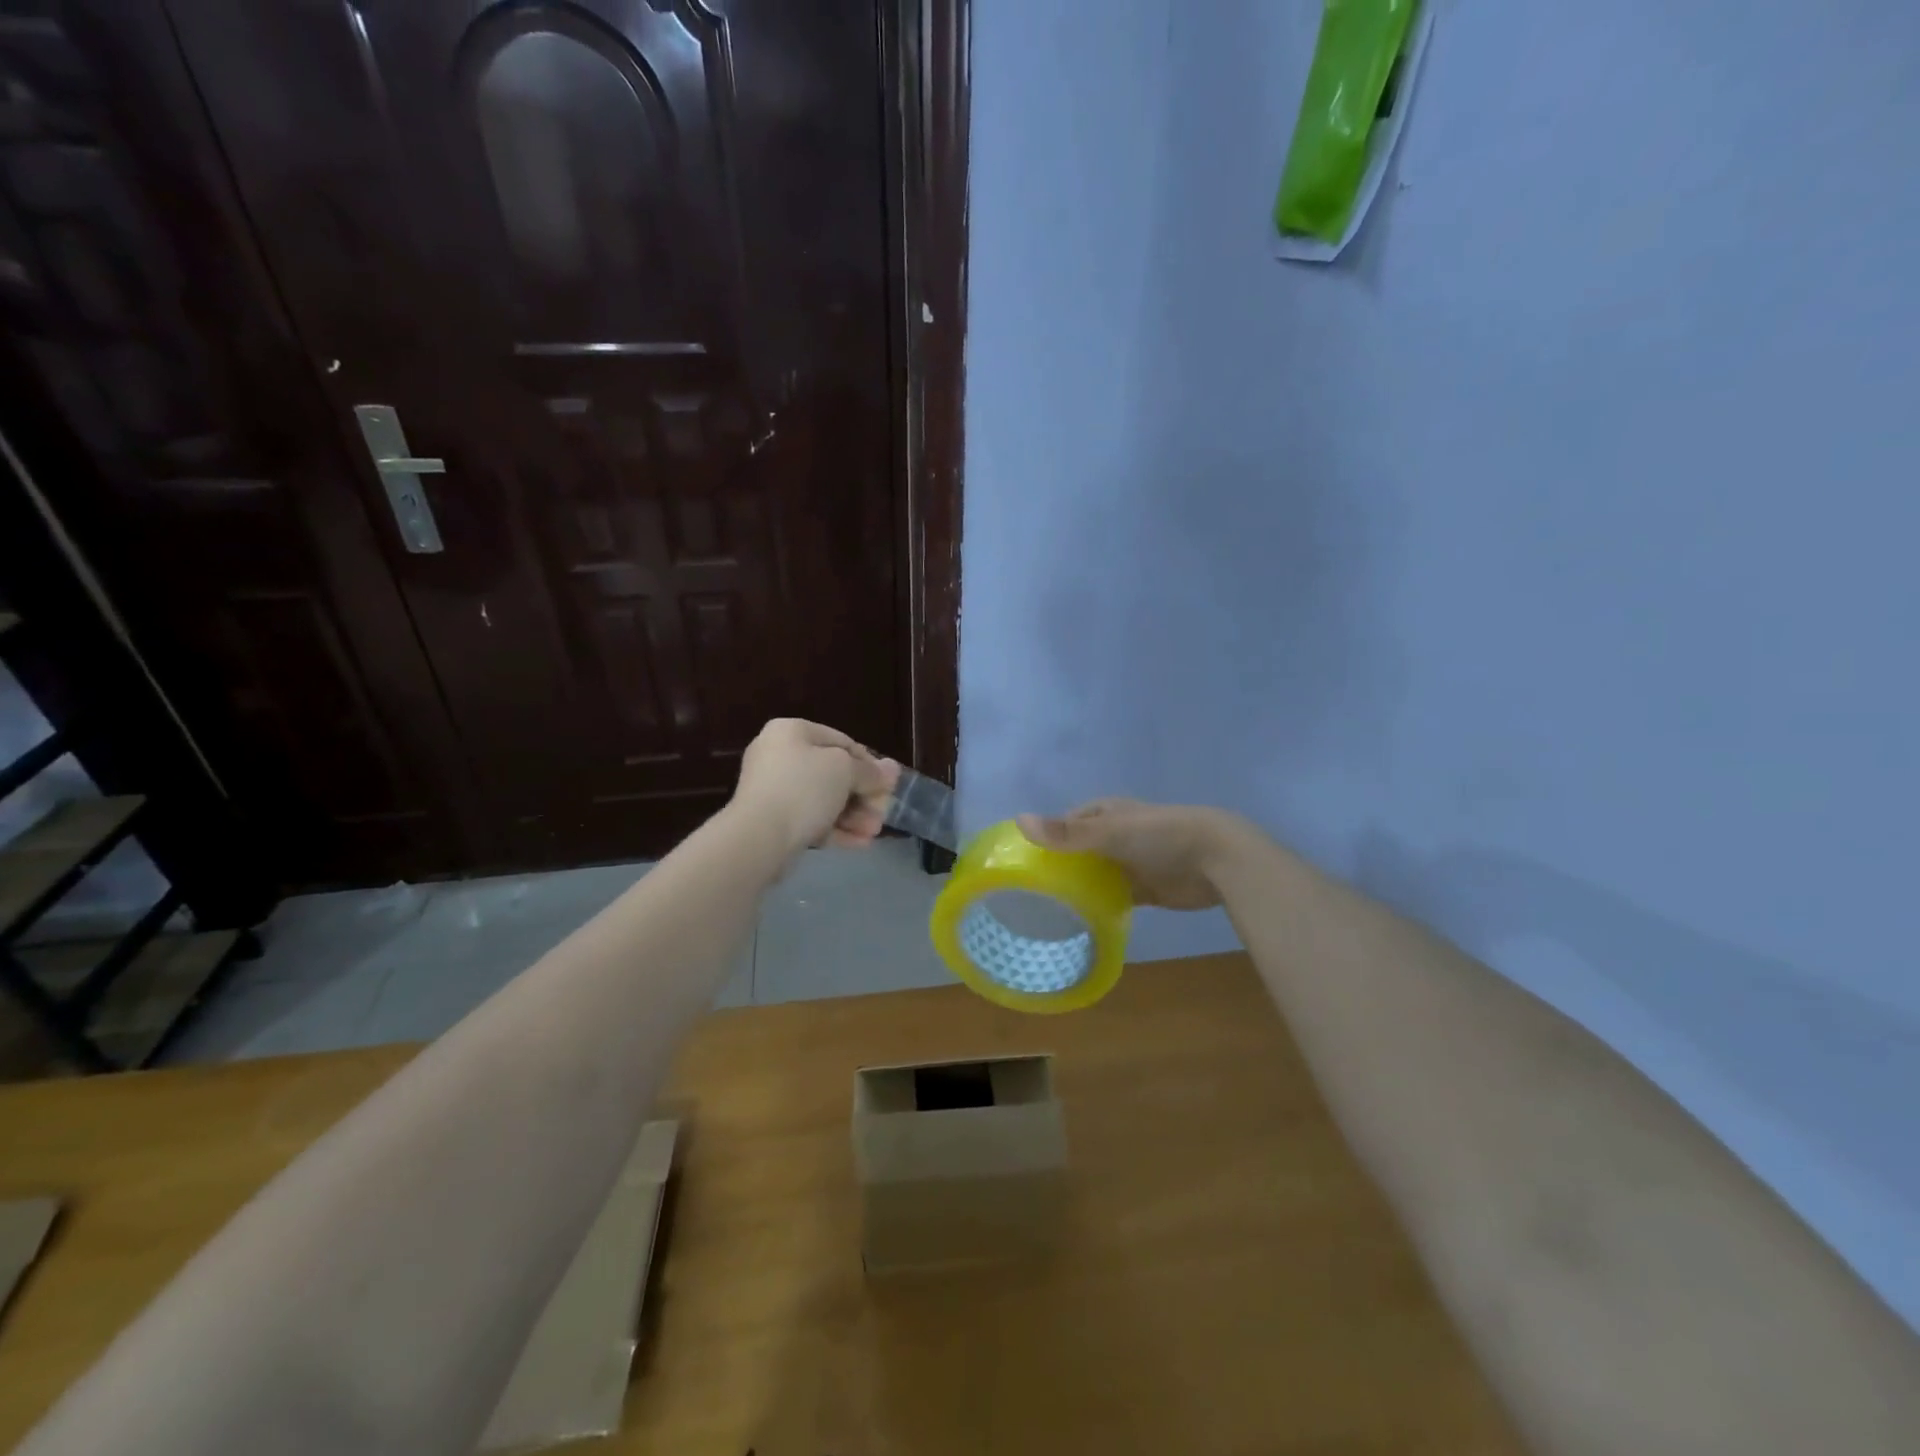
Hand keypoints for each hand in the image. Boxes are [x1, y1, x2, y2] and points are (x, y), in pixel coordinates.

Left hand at [733, 718, 898, 855]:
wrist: (758, 836)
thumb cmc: (804, 789)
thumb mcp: (845, 771)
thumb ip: (870, 771)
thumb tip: (892, 769)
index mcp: (791, 731)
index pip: (842, 742)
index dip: (870, 764)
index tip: (888, 786)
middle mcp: (779, 755)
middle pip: (834, 773)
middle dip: (863, 796)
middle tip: (882, 814)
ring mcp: (773, 789)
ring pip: (824, 800)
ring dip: (854, 816)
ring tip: (873, 833)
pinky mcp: (772, 820)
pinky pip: (810, 820)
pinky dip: (836, 829)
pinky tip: (860, 843)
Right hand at [1017, 799, 1243, 910]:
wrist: (1216, 860)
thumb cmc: (1160, 836)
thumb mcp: (1110, 831)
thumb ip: (1066, 832)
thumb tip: (1018, 821)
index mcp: (1107, 813)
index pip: (1068, 822)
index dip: (1047, 837)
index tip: (1023, 860)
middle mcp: (1116, 836)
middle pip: (1080, 851)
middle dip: (1060, 866)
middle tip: (1030, 892)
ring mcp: (1131, 863)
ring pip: (1096, 875)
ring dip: (1079, 888)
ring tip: (1047, 910)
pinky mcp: (1146, 889)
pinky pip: (1115, 898)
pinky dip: (1100, 906)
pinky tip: (1080, 921)